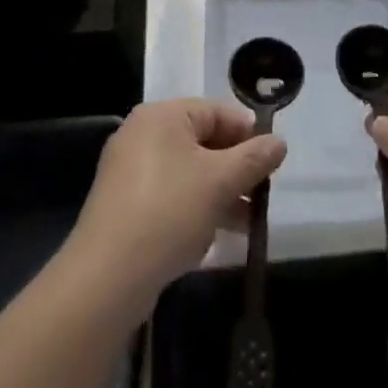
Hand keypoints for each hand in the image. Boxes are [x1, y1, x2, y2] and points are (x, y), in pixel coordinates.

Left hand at [67, 99, 286, 312]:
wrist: (108, 276)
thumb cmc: (169, 212)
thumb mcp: (221, 181)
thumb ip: (254, 158)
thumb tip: (279, 142)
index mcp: (161, 116)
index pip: (216, 111)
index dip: (248, 133)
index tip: (272, 161)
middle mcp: (142, 134)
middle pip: (202, 141)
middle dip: (235, 168)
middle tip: (262, 193)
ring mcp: (129, 171)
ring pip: (188, 172)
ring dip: (220, 192)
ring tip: (249, 221)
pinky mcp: (124, 205)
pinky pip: (170, 195)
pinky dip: (195, 207)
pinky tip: (215, 235)